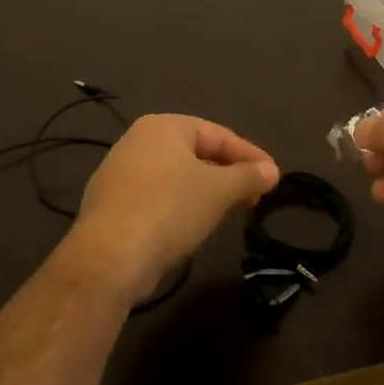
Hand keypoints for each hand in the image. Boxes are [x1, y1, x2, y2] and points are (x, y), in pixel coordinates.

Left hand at [69, 114, 279, 301]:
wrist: (110, 257)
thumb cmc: (171, 209)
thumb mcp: (220, 190)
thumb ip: (248, 176)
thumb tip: (271, 171)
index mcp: (162, 127)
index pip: (218, 134)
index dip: (250, 155)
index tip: (274, 177)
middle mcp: (136, 143)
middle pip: (196, 154)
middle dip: (228, 175)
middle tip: (255, 196)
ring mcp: (119, 175)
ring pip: (176, 178)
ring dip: (206, 192)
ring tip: (229, 212)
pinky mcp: (111, 207)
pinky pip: (158, 199)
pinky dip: (181, 207)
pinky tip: (193, 227)